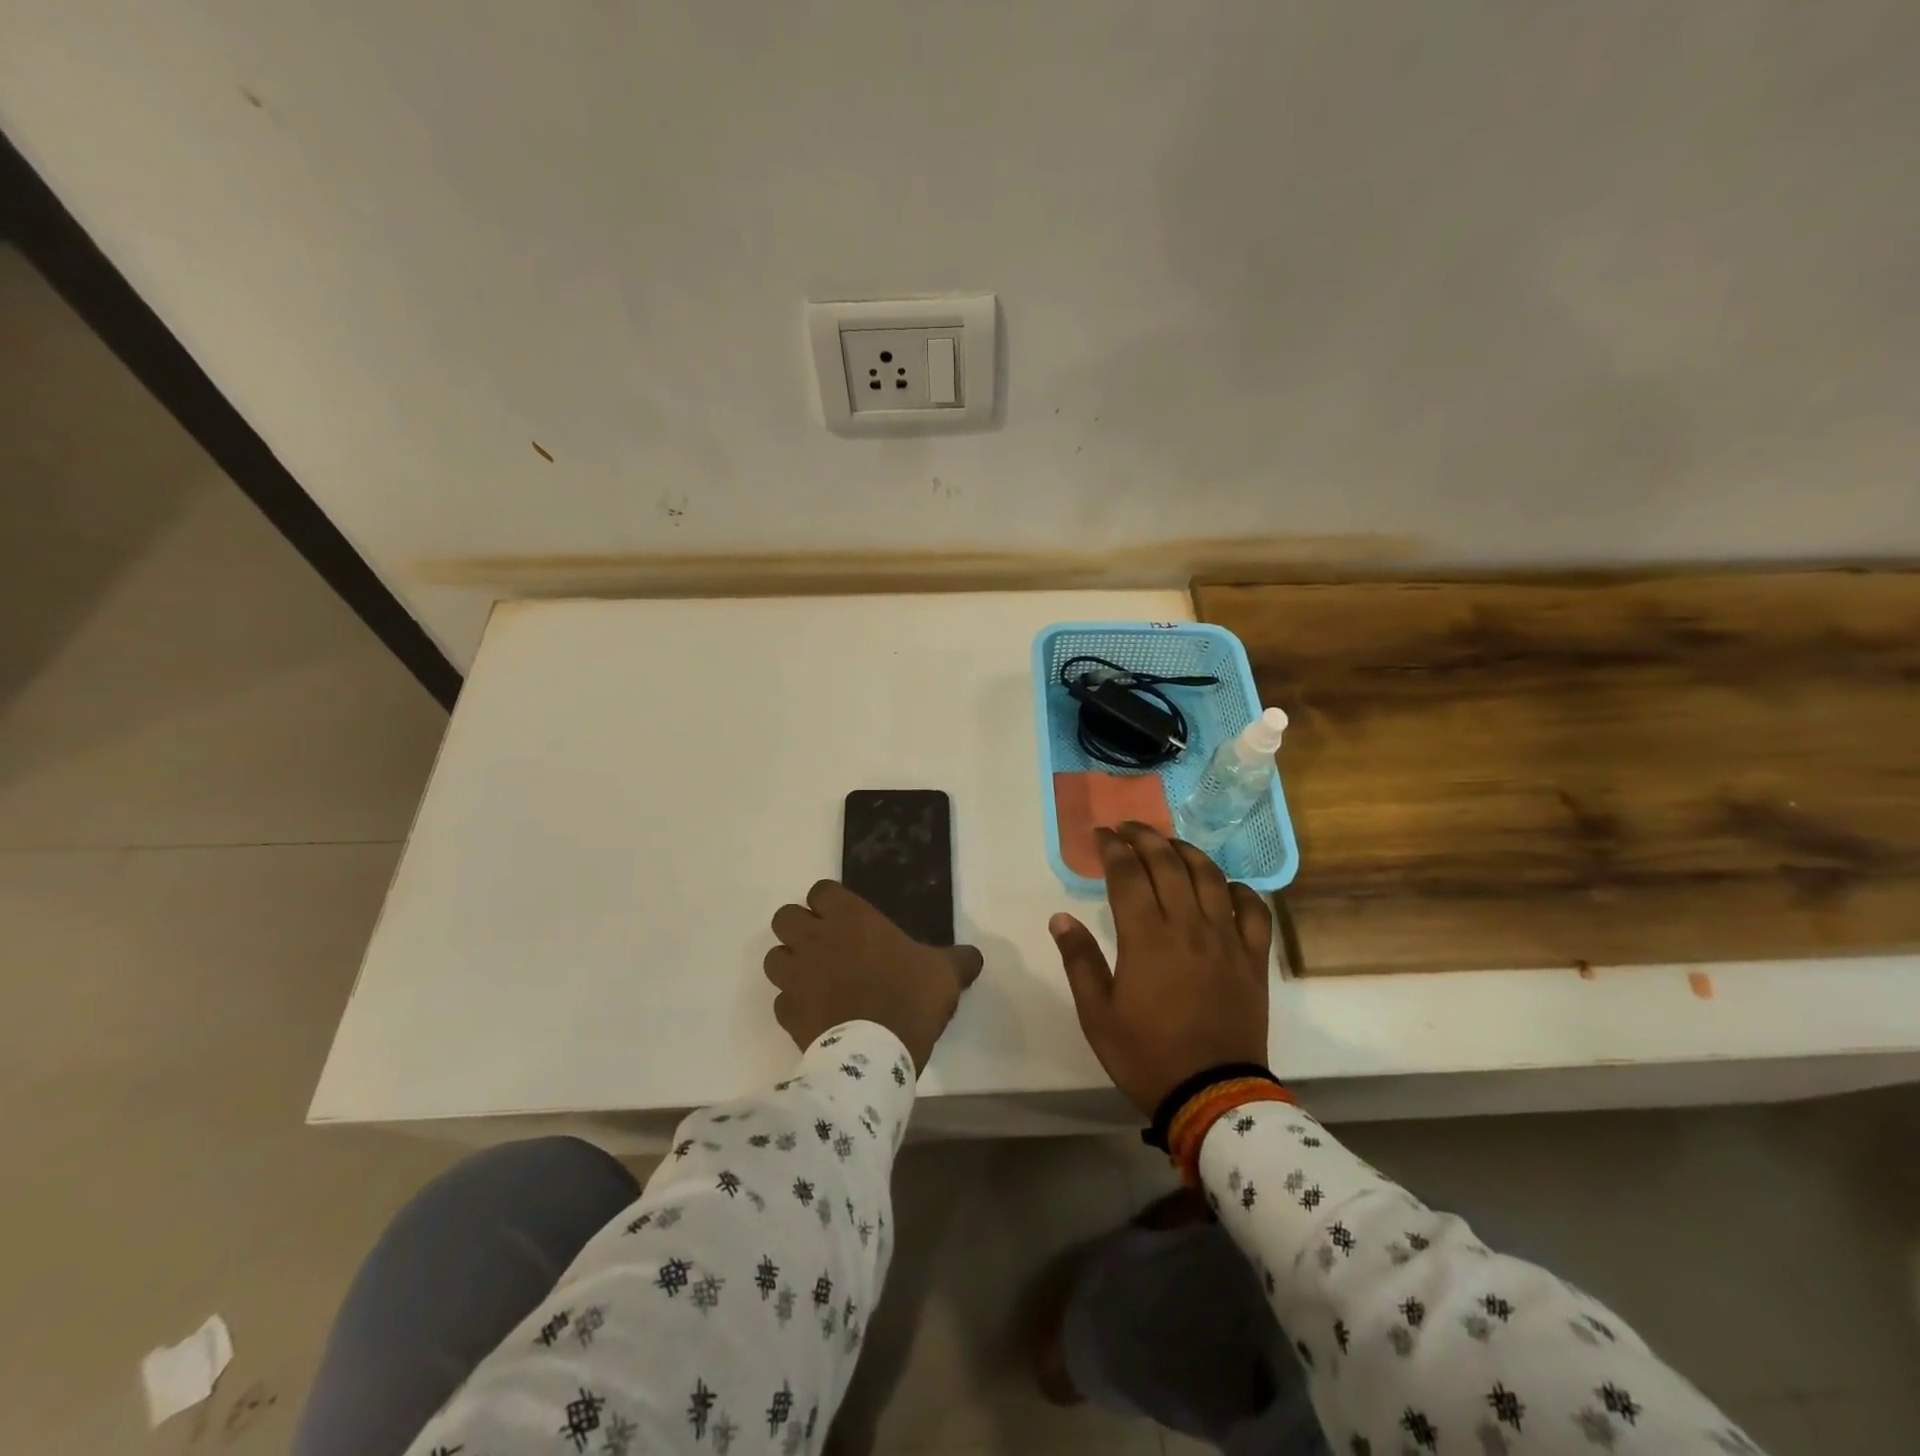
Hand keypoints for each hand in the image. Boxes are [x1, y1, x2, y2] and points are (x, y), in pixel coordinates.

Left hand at [764, 881, 984, 1072]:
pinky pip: (780, 1000)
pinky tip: (814, 1013)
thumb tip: (974, 956)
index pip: (821, 891)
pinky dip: (793, 1003)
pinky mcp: (787, 1013)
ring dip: (790, 963)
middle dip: (800, 927)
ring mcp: (796, 977)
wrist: (875, 1056)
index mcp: (850, 918)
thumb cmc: (909, 998)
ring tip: (814, 977)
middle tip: (826, 944)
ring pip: (774, 957)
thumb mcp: (945, 974)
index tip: (847, 919)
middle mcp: (815, 939)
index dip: (830, 903)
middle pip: (785, 917)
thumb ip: (958, 960)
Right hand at [1049, 823, 1273, 1116]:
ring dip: (1188, 852)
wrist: (1212, 1095)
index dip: (1112, 848)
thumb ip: (1079, 961)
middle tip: (1129, 827)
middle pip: (1168, 864)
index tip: (1100, 834)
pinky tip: (1225, 885)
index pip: (1127, 875)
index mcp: (1146, 938)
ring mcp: (1226, 940)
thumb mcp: (1097, 1014)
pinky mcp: (1252, 959)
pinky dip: (1239, 890)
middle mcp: (1188, 926)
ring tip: (1171, 844)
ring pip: (1210, 877)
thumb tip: (1060, 918)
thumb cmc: (1146, 1055)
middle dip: (1145, 837)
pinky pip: (1254, 911)